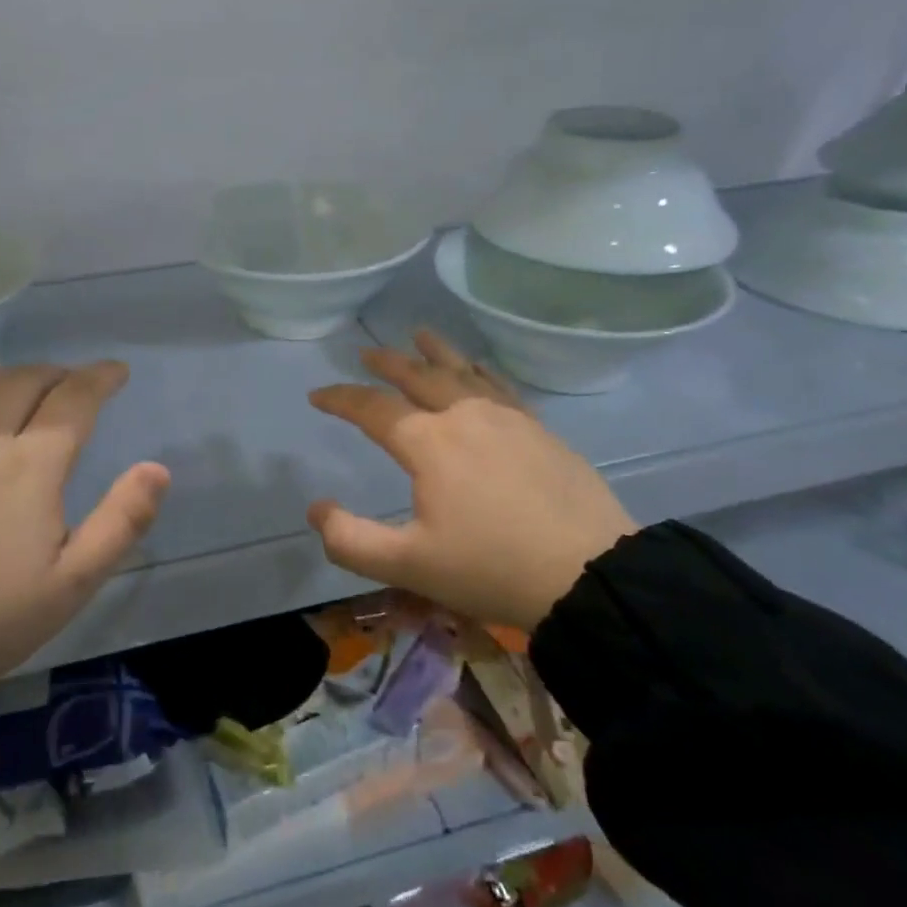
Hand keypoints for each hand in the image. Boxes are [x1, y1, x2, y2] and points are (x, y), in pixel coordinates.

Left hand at [0, 362, 169, 689]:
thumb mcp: (73, 583)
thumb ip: (122, 521)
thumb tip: (157, 468)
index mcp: (29, 465)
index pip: (72, 399)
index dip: (99, 378)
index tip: (117, 370)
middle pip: (25, 381)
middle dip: (59, 372)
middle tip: (77, 381)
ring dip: (13, 374)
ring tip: (29, 383)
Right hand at [307, 330, 637, 630]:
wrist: (590, 573)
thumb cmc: (492, 568)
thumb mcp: (409, 565)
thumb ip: (351, 540)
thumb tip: (316, 508)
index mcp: (429, 443)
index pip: (373, 409)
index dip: (341, 399)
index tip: (317, 395)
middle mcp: (464, 416)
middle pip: (418, 376)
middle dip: (388, 363)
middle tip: (367, 353)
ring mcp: (507, 418)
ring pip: (462, 372)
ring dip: (435, 352)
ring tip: (420, 333)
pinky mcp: (539, 429)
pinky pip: (500, 386)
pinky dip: (480, 371)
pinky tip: (479, 368)